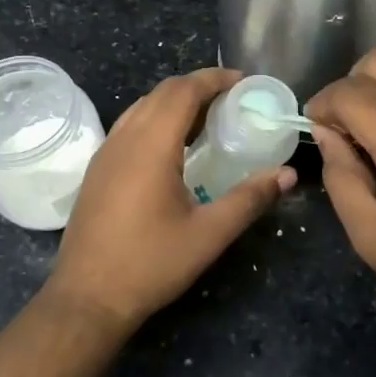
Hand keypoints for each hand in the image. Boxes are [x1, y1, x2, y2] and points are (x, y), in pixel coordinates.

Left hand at [47, 68, 295, 330]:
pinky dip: (156, 119)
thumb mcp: (208, 234)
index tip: (243, 82)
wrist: (87, 298)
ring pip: (142, 107)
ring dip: (175, 101)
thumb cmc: (150, 264)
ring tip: (208, 118)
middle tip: (233, 99)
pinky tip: (174, 147)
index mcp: (151, 145)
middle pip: (162, 92)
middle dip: (198, 86)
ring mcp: (105, 153)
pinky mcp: (97, 170)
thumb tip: (288, 174)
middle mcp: (124, 139)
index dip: (214, 79)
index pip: (183, 90)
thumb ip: (250, 199)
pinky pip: (130, 126)